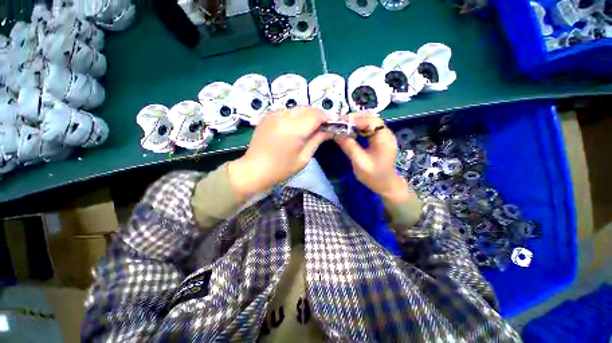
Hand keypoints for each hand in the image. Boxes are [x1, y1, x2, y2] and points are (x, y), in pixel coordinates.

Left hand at [228, 107, 330, 199]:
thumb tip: (329, 130)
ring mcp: (274, 114)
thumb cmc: (281, 169)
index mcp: (294, 129)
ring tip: (308, 128)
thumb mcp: (303, 158)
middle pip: (308, 108)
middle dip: (318, 116)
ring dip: (306, 115)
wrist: (254, 170)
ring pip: (297, 108)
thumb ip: (317, 140)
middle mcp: (284, 116)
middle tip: (321, 128)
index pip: (316, 114)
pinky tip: (294, 128)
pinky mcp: (267, 116)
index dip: (327, 118)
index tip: (332, 126)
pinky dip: (295, 116)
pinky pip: (287, 111)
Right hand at [335, 113, 412, 204]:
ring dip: (355, 123)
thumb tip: (336, 134)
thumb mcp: (359, 162)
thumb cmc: (373, 176)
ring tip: (342, 127)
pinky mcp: (380, 139)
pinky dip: (358, 129)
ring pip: (368, 123)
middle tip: (339, 124)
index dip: (355, 119)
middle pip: (370, 119)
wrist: (386, 185)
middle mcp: (386, 133)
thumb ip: (349, 146)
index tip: (340, 122)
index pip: (370, 120)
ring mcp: (383, 136)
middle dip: (354, 120)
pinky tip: (350, 133)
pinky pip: (368, 129)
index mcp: (384, 138)